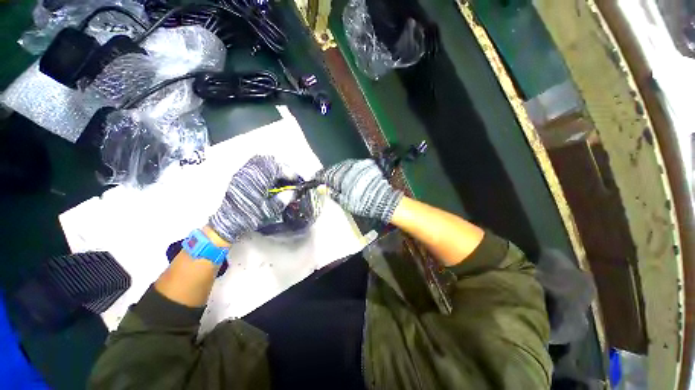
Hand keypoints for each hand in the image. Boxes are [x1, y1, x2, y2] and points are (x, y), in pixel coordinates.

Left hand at [208, 155, 285, 242]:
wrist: (228, 221)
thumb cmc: (248, 216)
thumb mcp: (268, 210)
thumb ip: (282, 199)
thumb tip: (292, 193)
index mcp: (260, 178)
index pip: (279, 168)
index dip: (290, 173)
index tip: (296, 180)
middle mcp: (251, 171)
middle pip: (270, 161)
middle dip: (281, 168)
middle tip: (288, 178)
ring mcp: (243, 171)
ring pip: (260, 161)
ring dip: (271, 166)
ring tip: (277, 178)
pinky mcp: (238, 175)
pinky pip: (252, 165)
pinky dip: (261, 168)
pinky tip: (264, 179)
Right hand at [316, 158, 402, 222]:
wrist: (382, 199)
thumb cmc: (362, 203)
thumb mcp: (344, 201)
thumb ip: (331, 192)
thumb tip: (320, 187)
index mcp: (341, 176)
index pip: (326, 174)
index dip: (320, 177)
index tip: (316, 179)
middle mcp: (348, 168)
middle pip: (335, 168)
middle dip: (330, 173)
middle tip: (326, 179)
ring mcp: (358, 165)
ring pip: (344, 166)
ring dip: (340, 171)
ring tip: (337, 178)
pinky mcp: (366, 165)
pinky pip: (353, 165)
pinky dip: (349, 170)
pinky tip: (349, 176)